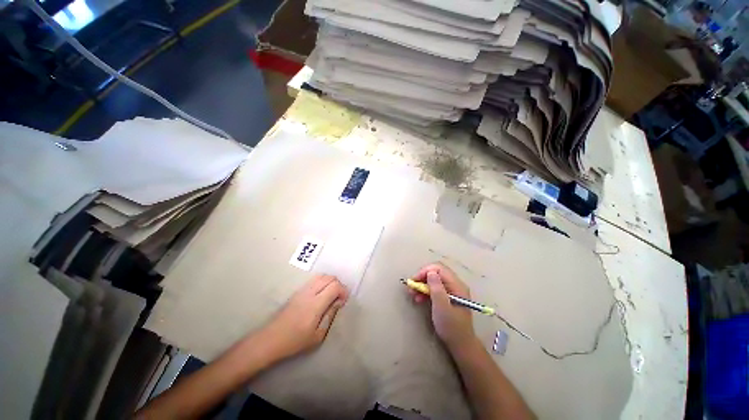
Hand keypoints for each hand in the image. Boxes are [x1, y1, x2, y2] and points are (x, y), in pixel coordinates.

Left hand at [260, 275, 347, 359]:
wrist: (271, 340)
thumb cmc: (295, 341)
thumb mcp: (318, 335)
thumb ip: (330, 315)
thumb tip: (339, 302)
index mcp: (316, 304)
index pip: (335, 286)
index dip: (343, 290)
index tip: (343, 301)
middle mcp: (310, 292)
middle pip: (329, 277)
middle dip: (338, 285)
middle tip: (339, 298)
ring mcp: (302, 290)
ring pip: (322, 276)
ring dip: (330, 282)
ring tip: (331, 295)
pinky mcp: (297, 291)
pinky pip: (314, 280)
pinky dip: (323, 282)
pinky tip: (321, 295)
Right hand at [409, 263, 475, 350]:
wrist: (460, 344)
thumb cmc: (451, 326)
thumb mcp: (441, 306)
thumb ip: (436, 288)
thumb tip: (430, 271)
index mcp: (456, 285)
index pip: (439, 269)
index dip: (425, 271)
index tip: (414, 280)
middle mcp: (455, 285)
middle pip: (436, 273)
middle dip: (422, 278)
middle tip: (411, 287)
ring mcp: (452, 291)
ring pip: (434, 281)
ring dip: (422, 285)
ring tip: (412, 294)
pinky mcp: (447, 297)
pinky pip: (435, 288)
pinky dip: (425, 291)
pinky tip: (418, 298)